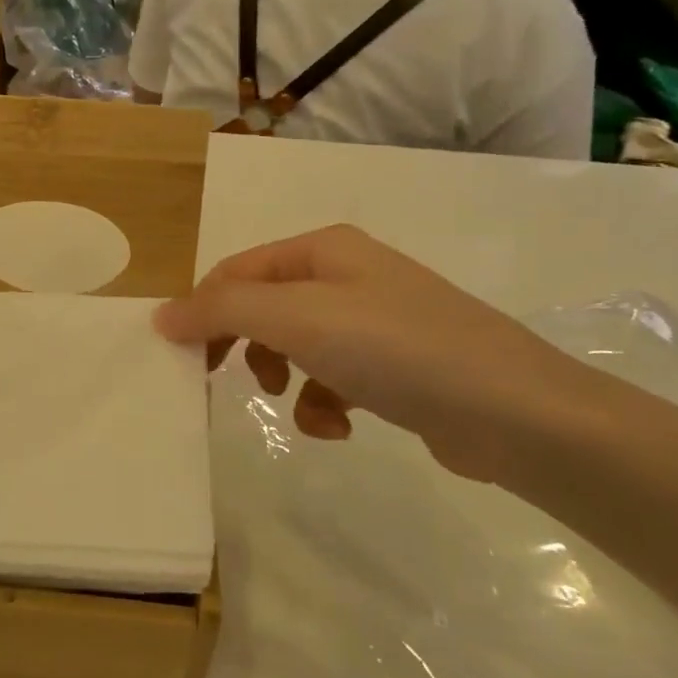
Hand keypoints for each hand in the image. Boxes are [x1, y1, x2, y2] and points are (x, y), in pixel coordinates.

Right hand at [154, 225, 586, 483]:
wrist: (516, 414)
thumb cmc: (396, 349)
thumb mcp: (297, 319)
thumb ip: (223, 311)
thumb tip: (161, 315)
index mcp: (323, 250)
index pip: (237, 271)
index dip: (204, 311)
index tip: (183, 360)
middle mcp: (348, 276)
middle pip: (264, 308)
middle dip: (244, 346)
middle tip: (222, 381)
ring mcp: (375, 322)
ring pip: (295, 347)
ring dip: (283, 379)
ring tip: (295, 404)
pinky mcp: (396, 369)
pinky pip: (333, 379)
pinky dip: (324, 404)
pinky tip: (340, 427)